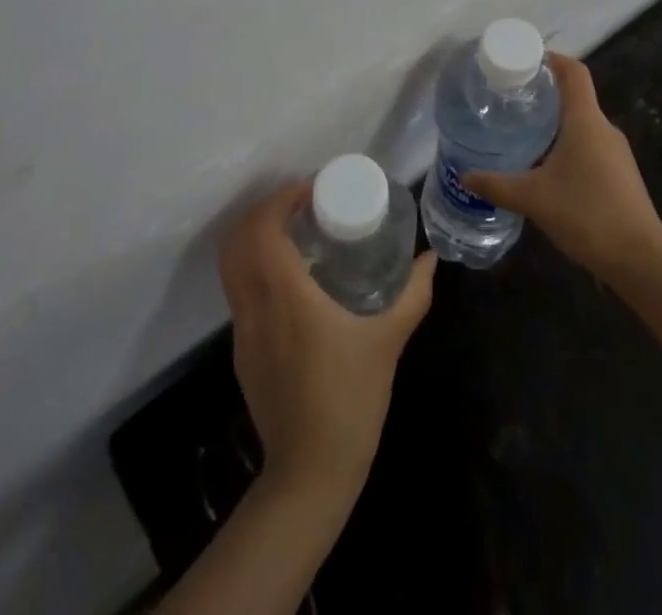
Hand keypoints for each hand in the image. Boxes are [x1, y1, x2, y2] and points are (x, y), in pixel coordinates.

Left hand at [218, 181, 436, 498]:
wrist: (310, 472)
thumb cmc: (350, 398)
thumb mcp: (389, 339)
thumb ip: (413, 293)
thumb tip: (430, 259)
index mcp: (285, 294)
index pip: (263, 227)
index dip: (281, 198)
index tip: (311, 190)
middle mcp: (254, 304)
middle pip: (237, 238)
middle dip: (265, 209)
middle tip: (302, 204)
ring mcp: (241, 329)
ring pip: (231, 264)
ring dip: (255, 235)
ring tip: (294, 232)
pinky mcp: (241, 349)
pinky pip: (238, 289)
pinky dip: (254, 264)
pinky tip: (290, 276)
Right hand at [463, 54, 661, 281]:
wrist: (641, 259)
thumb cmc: (586, 214)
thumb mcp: (533, 198)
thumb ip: (497, 185)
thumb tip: (465, 176)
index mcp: (586, 121)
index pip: (574, 72)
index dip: (552, 59)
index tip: (525, 60)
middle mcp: (604, 128)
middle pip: (576, 96)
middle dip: (546, 93)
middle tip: (512, 97)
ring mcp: (616, 153)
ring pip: (583, 124)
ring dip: (556, 121)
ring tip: (523, 130)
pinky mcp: (620, 175)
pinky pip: (590, 146)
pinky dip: (567, 144)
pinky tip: (546, 166)